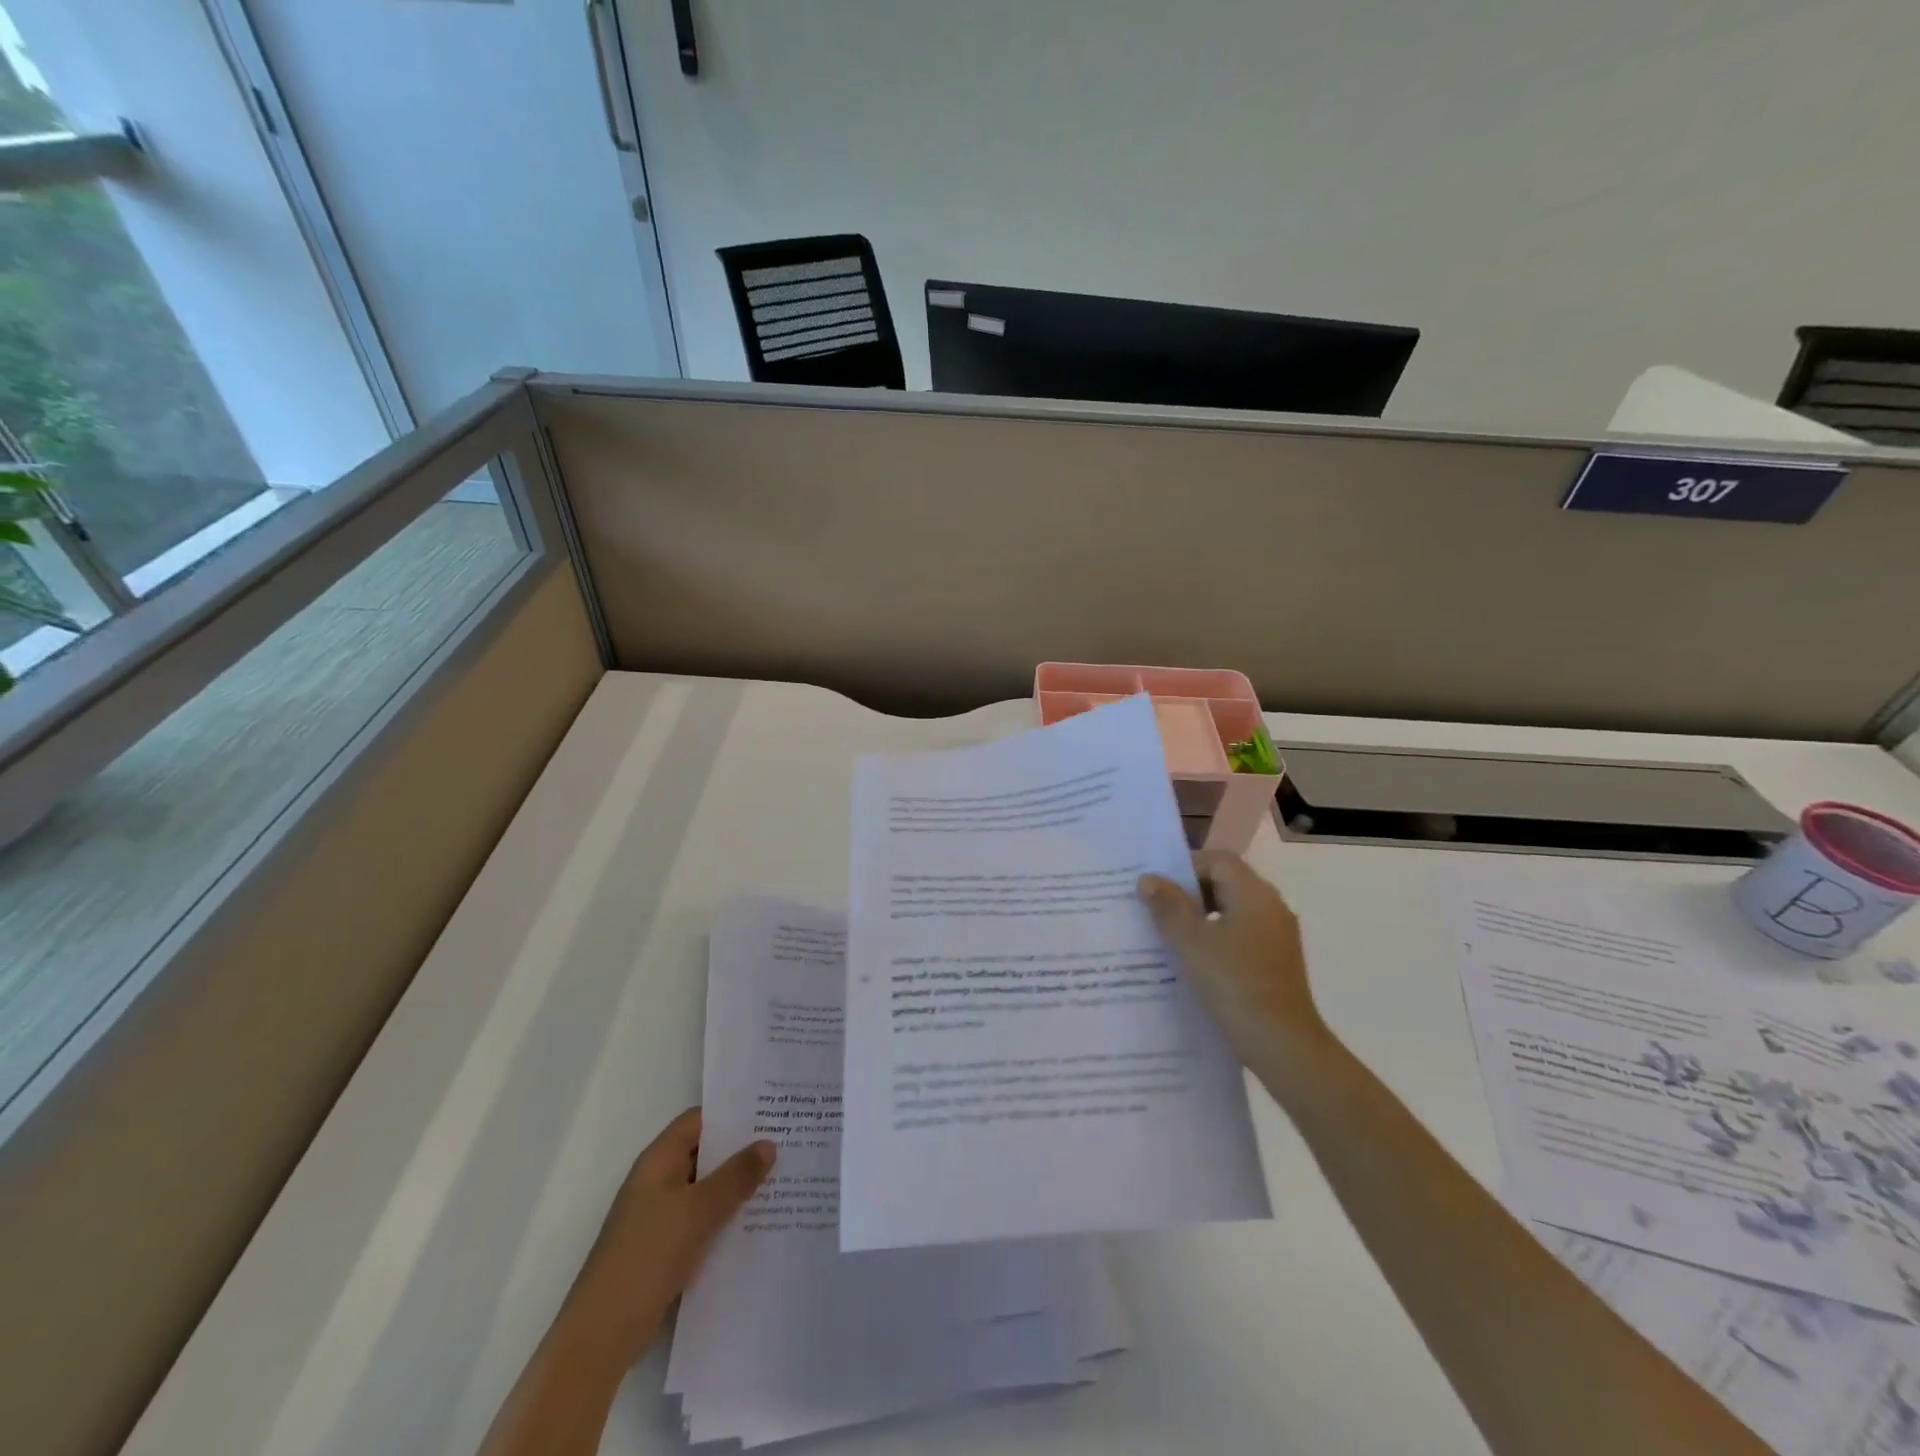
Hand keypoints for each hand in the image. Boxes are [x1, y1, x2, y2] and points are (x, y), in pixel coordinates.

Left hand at [555, 1107, 775, 1374]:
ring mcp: (659, 1216)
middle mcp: (658, 1181)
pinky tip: (756, 1223)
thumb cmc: (649, 1254)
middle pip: (704, 1153)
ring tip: (780, 1180)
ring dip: (736, 1186)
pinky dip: (725, 1216)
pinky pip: (701, 1219)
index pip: (699, 1120)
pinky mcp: (663, 1248)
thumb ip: (736, 1176)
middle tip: (785, 1144)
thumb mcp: (699, 1210)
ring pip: (705, 1188)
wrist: (602, 1333)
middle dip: (741, 1150)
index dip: (732, 1113)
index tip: (770, 1111)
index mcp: (659, 1160)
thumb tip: (769, 1144)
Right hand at [1138, 851, 1327, 1069]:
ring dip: (1199, 917)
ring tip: (1166, 935)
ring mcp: (1276, 937)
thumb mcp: (1191, 943)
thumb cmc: (1235, 985)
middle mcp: (1270, 908)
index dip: (1185, 866)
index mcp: (1255, 895)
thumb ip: (1168, 907)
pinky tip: (1191, 961)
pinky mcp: (1275, 962)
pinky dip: (1214, 938)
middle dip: (1189, 892)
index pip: (1218, 860)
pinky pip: (1239, 935)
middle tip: (1155, 907)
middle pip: (1226, 882)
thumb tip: (1149, 880)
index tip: (1156, 885)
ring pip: (1231, 911)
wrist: (1283, 1046)